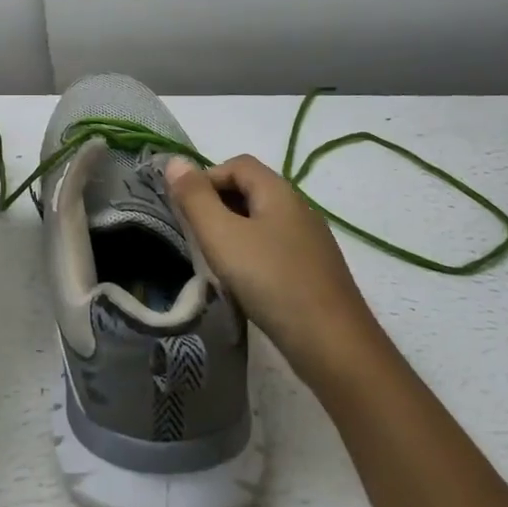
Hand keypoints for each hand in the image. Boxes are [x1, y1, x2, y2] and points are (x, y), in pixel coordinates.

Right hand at [166, 154, 387, 387]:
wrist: (332, 344)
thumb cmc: (271, 281)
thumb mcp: (222, 236)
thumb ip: (195, 198)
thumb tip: (175, 162)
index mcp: (279, 191)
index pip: (237, 164)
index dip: (206, 178)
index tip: (186, 210)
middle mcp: (299, 207)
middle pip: (251, 189)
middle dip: (218, 204)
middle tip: (196, 236)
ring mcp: (311, 240)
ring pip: (262, 221)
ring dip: (234, 231)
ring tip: (215, 261)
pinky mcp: (315, 269)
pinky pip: (275, 247)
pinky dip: (253, 253)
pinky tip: (245, 282)